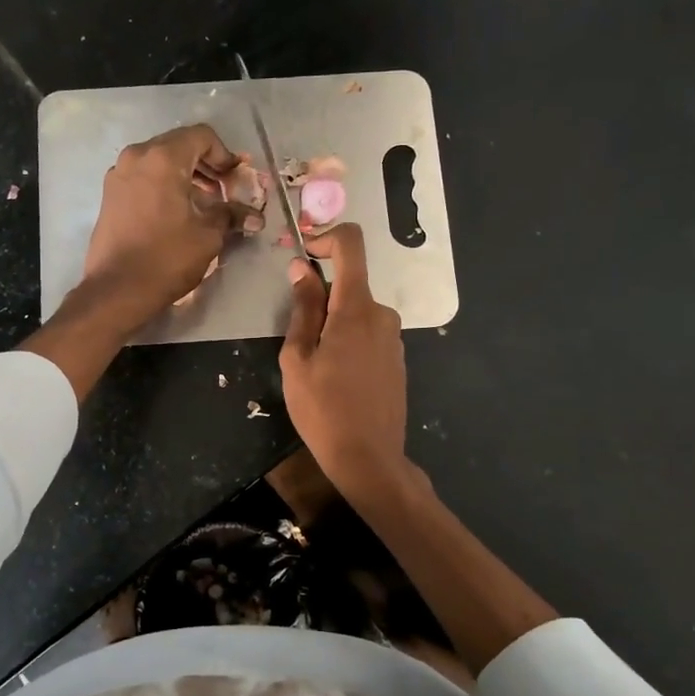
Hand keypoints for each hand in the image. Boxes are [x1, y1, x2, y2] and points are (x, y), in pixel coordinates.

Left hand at [80, 124, 257, 330]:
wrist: (117, 290)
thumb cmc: (167, 258)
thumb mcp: (208, 235)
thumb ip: (231, 215)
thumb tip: (255, 216)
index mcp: (163, 158)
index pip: (202, 136)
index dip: (225, 155)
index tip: (236, 180)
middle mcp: (137, 156)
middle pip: (179, 145)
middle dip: (206, 165)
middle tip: (224, 191)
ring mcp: (119, 174)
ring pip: (160, 162)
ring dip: (185, 176)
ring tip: (204, 204)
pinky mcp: (110, 195)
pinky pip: (144, 177)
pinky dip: (164, 186)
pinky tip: (177, 213)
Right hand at [279, 224, 409, 498]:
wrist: (369, 458)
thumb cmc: (323, 409)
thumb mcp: (298, 358)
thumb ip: (303, 308)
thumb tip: (301, 268)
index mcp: (356, 308)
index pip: (351, 245)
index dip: (326, 237)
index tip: (303, 254)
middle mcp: (382, 314)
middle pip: (349, 285)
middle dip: (320, 299)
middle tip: (297, 339)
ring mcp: (393, 337)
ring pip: (357, 312)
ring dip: (333, 325)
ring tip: (315, 367)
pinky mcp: (397, 358)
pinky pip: (368, 334)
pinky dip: (348, 341)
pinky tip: (337, 379)